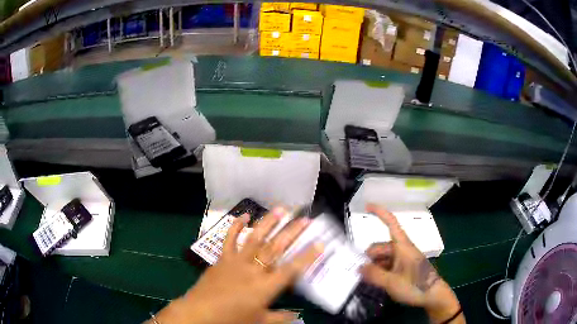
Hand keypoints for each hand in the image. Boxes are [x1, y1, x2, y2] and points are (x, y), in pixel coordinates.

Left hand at [152, 208, 321, 323]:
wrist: (200, 313)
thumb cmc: (231, 319)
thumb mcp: (259, 322)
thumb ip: (280, 318)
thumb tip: (297, 316)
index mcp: (265, 287)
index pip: (292, 269)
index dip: (308, 256)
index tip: (320, 243)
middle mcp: (254, 270)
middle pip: (276, 248)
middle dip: (292, 232)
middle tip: (304, 218)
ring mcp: (236, 261)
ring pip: (255, 238)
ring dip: (268, 223)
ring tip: (280, 209)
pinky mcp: (222, 258)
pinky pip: (230, 239)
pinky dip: (236, 226)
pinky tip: (243, 216)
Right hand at [360, 204, 463, 322]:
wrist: (433, 296)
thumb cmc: (416, 285)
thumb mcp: (392, 282)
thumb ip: (374, 274)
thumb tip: (359, 268)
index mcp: (402, 246)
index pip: (391, 223)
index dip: (380, 213)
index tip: (367, 206)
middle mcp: (402, 250)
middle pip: (382, 246)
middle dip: (370, 256)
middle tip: (360, 272)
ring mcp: (404, 260)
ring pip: (384, 258)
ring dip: (374, 266)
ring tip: (367, 279)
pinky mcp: (405, 269)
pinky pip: (389, 265)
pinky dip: (381, 271)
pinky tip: (376, 281)